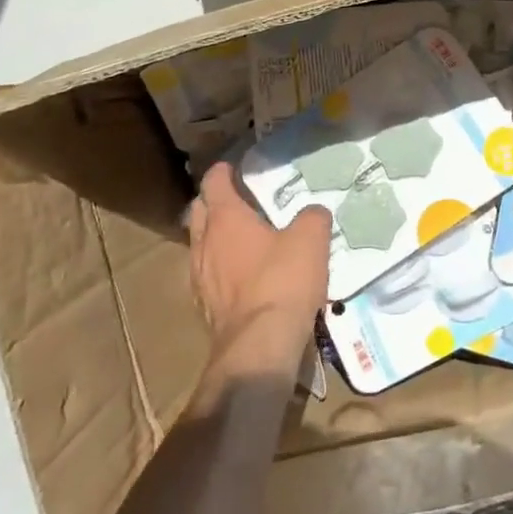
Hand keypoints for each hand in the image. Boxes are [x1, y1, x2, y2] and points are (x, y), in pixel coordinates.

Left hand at [187, 163, 330, 349]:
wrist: (259, 347)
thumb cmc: (283, 281)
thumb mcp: (311, 239)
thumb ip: (312, 217)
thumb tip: (313, 212)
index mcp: (225, 219)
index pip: (214, 184)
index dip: (222, 172)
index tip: (232, 166)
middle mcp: (205, 244)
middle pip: (199, 213)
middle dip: (212, 203)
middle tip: (235, 199)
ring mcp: (200, 279)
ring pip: (200, 246)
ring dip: (214, 237)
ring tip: (238, 238)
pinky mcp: (205, 310)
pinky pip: (208, 276)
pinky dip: (220, 268)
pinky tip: (240, 276)